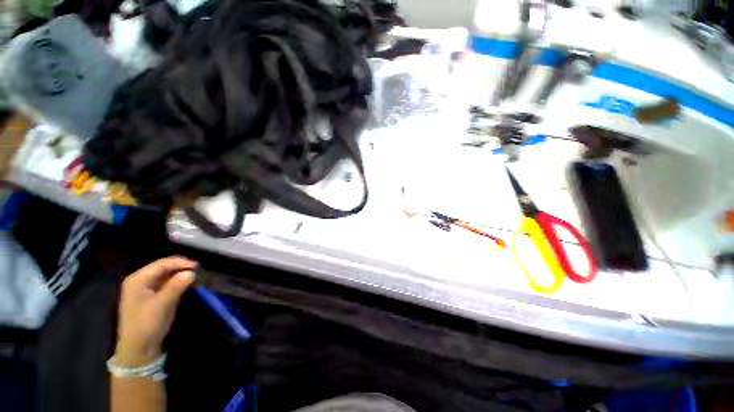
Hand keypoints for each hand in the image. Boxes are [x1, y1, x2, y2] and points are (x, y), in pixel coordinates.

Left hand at [114, 257, 197, 366]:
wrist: (139, 348)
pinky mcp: (152, 295)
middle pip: (164, 267)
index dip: (181, 262)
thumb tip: (191, 272)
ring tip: (195, 276)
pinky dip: (177, 281)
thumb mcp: (162, 305)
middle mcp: (140, 280)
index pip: (162, 264)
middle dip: (181, 267)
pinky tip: (186, 283)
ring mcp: (145, 288)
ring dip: (180, 273)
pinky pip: (166, 282)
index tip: (198, 266)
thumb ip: (176, 286)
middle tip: (198, 270)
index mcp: (138, 280)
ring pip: (166, 274)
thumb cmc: (147, 324)